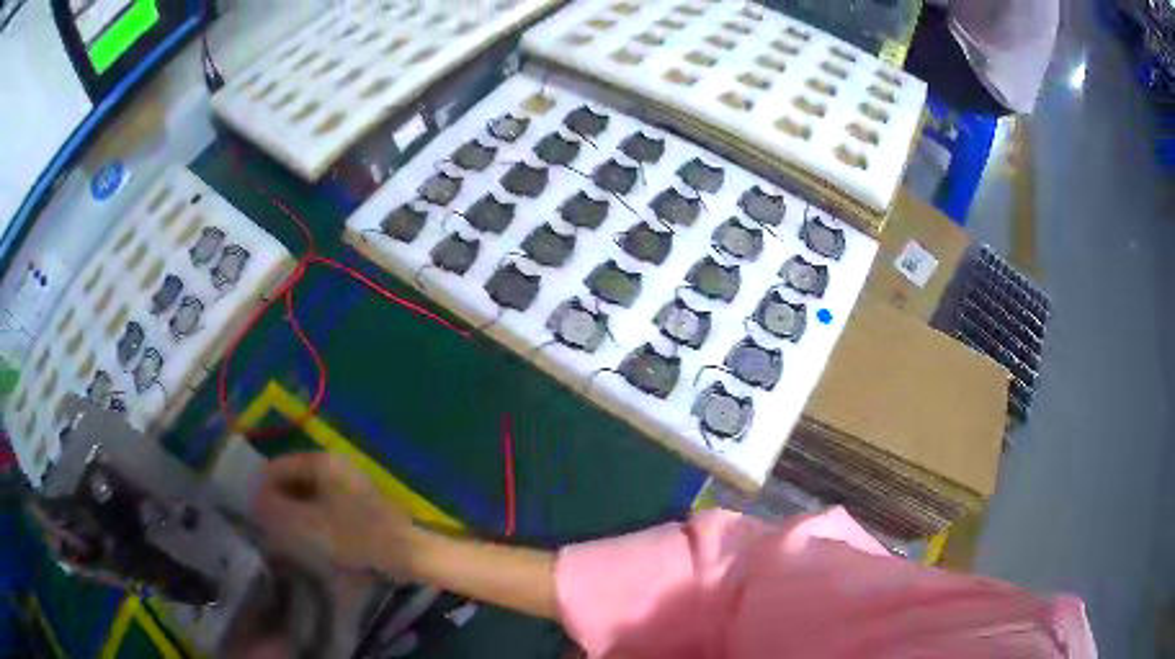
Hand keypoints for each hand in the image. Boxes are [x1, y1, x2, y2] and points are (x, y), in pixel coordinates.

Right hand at [253, 452, 414, 573]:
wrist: (405, 552)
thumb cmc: (354, 535)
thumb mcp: (307, 525)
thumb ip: (275, 510)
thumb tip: (254, 500)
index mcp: (321, 462)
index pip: (278, 467)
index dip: (261, 488)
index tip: (251, 512)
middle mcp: (334, 465)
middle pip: (293, 478)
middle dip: (277, 500)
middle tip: (266, 525)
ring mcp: (348, 484)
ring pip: (308, 493)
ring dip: (293, 510)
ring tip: (283, 534)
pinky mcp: (358, 503)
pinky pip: (324, 505)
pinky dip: (311, 517)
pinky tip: (307, 537)